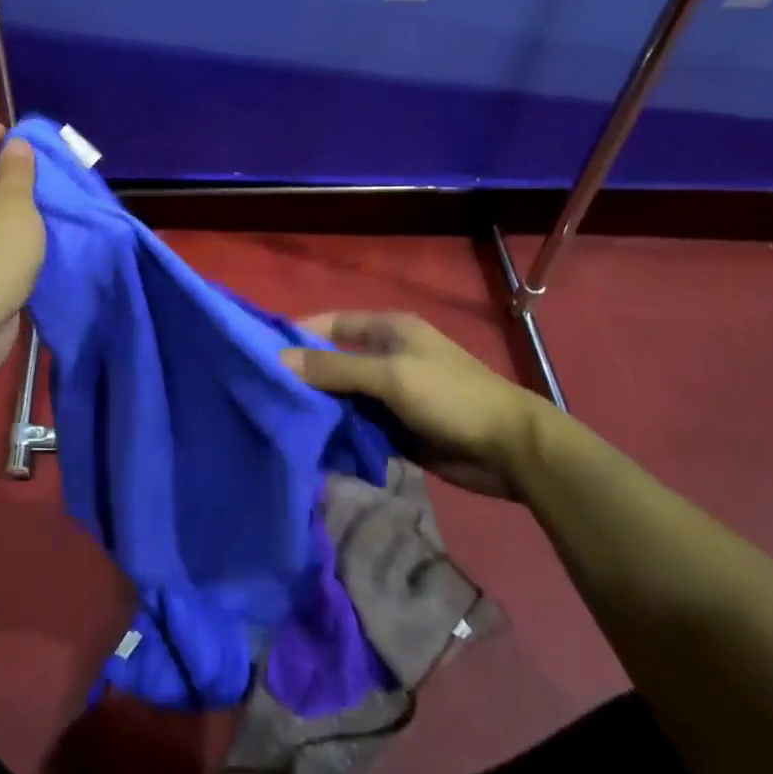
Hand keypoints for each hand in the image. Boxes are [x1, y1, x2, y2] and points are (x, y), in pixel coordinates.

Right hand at [282, 312, 551, 498]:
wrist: (510, 449)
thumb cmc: (450, 396)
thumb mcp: (391, 376)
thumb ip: (336, 368)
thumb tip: (280, 360)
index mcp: (387, 330)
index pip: (331, 324)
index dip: (299, 335)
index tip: (263, 354)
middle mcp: (386, 356)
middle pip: (334, 361)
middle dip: (306, 376)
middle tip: (266, 394)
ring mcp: (392, 394)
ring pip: (344, 396)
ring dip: (321, 408)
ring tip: (281, 422)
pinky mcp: (397, 427)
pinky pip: (359, 424)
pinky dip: (340, 431)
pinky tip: (314, 444)